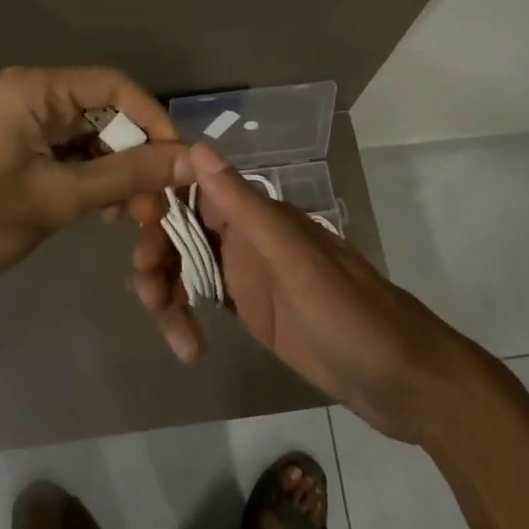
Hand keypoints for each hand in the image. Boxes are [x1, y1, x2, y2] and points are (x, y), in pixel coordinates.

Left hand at [0, 67, 192, 307]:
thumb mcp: (58, 197)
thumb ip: (127, 175)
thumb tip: (193, 159)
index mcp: (35, 89)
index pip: (115, 86)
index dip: (153, 120)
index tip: (179, 164)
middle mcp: (32, 96)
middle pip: (106, 112)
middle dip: (137, 154)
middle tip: (157, 203)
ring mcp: (24, 125)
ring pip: (93, 138)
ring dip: (118, 172)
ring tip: (135, 215)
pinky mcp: (20, 152)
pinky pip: (72, 156)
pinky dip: (95, 181)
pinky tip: (108, 213)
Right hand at [131, 142, 476, 443]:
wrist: (401, 381)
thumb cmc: (350, 313)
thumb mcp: (292, 259)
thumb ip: (242, 206)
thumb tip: (195, 146)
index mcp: (259, 214)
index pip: (194, 185)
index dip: (158, 193)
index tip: (127, 215)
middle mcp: (247, 236)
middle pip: (182, 227)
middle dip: (157, 249)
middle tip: (147, 287)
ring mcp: (247, 274)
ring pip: (186, 264)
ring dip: (165, 286)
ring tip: (167, 324)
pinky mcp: (249, 310)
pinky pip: (201, 299)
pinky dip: (183, 316)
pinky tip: (185, 348)